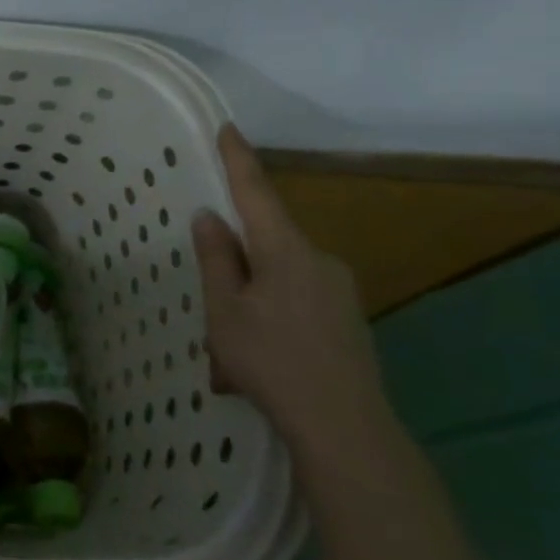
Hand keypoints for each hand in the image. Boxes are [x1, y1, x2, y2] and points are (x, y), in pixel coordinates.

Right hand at [192, 124, 391, 461]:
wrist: (348, 430)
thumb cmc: (273, 362)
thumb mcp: (225, 310)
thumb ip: (216, 259)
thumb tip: (210, 216)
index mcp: (286, 250)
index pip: (256, 192)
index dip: (238, 160)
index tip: (227, 128)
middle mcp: (319, 260)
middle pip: (266, 245)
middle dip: (235, 270)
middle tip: (212, 314)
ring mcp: (339, 291)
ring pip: (279, 281)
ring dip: (251, 305)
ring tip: (230, 360)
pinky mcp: (349, 321)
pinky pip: (298, 304)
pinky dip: (272, 322)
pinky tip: (260, 365)